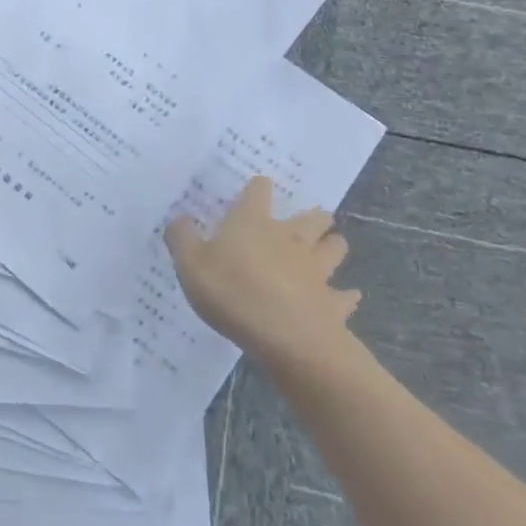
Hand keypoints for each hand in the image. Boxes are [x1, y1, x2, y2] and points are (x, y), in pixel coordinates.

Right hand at [165, 175, 360, 371]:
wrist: (287, 337)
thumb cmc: (233, 292)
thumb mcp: (189, 264)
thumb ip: (181, 238)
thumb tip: (178, 218)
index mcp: (253, 222)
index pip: (259, 191)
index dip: (258, 188)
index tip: (258, 188)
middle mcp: (289, 238)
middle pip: (311, 217)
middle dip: (313, 215)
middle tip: (311, 218)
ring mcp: (316, 270)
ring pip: (334, 248)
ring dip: (334, 245)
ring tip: (331, 247)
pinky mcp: (332, 302)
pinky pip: (344, 296)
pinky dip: (346, 295)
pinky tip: (347, 296)